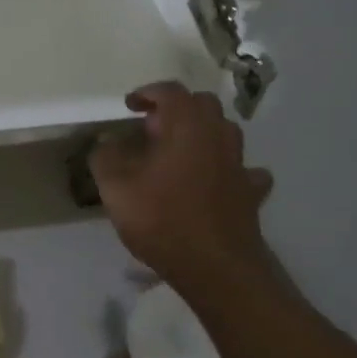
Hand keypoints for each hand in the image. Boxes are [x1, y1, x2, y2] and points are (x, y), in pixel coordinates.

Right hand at [90, 83, 276, 295]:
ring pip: (225, 133)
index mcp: (187, 126)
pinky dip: (227, 169)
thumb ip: (106, 157)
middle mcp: (218, 135)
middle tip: (152, 129)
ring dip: (202, 134)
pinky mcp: (250, 192)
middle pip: (202, 105)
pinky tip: (215, 182)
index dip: (147, 93)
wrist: (215, 266)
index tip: (130, 106)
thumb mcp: (115, 187)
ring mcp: (240, 164)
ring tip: (178, 153)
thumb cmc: (162, 219)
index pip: (171, 91)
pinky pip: (242, 170)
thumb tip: (107, 142)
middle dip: (177, 110)